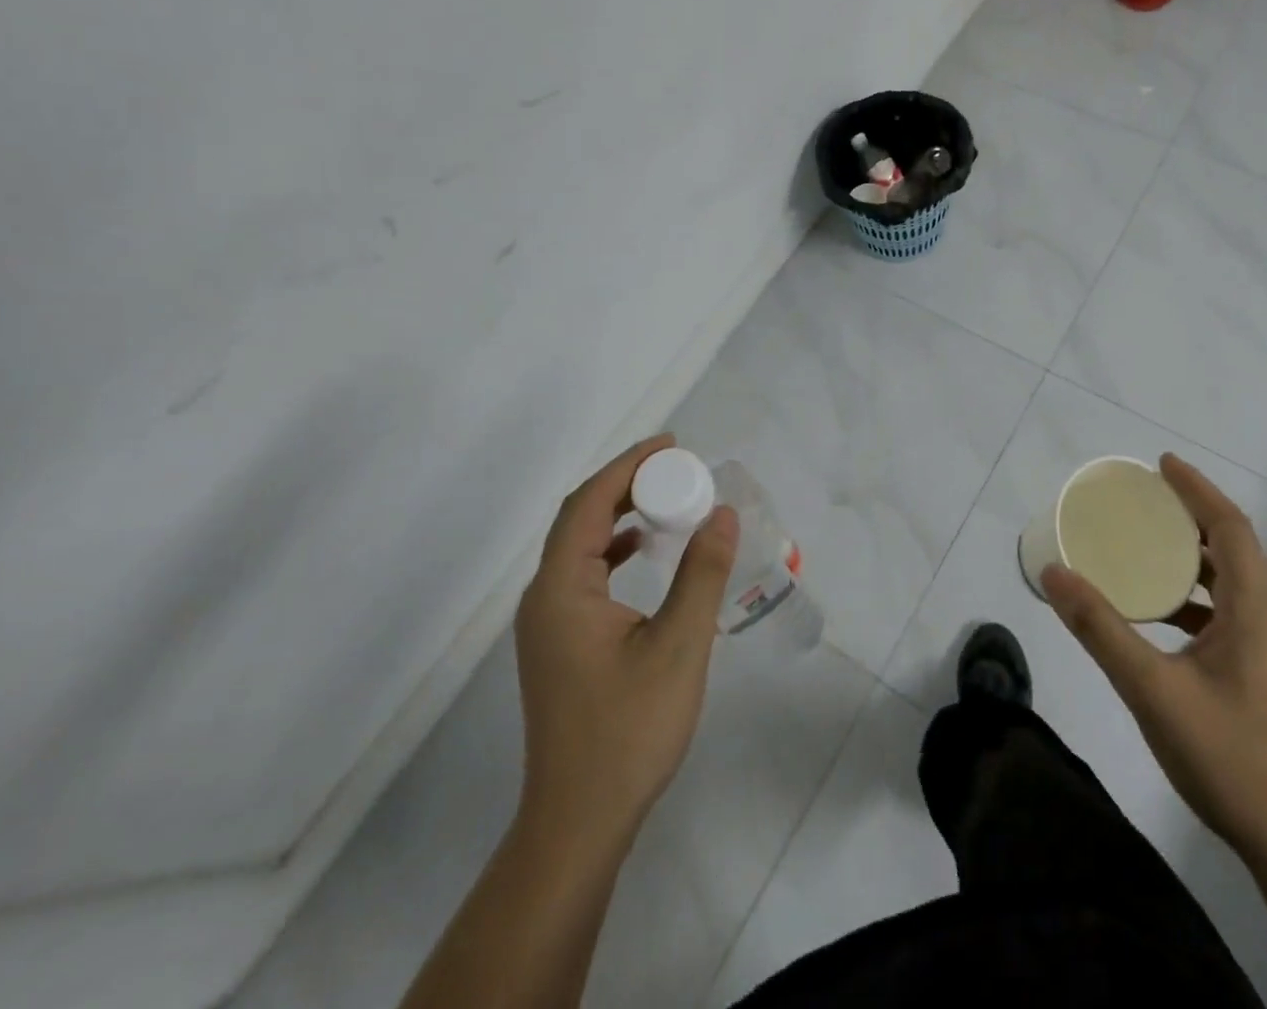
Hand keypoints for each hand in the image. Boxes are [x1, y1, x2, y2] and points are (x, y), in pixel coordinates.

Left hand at [512, 433, 737, 854]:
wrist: (580, 821)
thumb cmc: (629, 731)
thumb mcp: (679, 646)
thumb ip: (702, 573)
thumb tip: (722, 513)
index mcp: (561, 590)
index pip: (588, 504)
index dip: (628, 465)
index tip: (671, 445)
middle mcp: (544, 598)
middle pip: (579, 518)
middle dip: (626, 484)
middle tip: (677, 469)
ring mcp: (547, 623)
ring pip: (579, 545)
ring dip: (619, 514)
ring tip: (666, 500)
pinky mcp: (559, 643)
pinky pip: (584, 573)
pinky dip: (613, 549)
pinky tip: (642, 551)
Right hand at [1041, 454, 1266, 870]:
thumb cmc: (1228, 756)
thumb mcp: (1151, 689)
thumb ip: (1100, 628)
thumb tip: (1054, 573)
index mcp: (1258, 609)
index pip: (1231, 527)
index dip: (1197, 489)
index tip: (1162, 464)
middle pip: (1237, 547)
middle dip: (1194, 516)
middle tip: (1147, 501)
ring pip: (1239, 580)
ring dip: (1198, 556)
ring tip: (1150, 547)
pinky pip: (1237, 610)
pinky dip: (1201, 594)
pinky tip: (1165, 614)